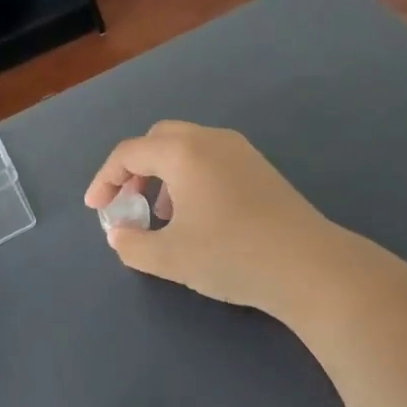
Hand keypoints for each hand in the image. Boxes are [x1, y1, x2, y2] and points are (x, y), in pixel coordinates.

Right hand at [84, 120, 339, 318]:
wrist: (310, 267)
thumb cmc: (232, 256)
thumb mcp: (170, 258)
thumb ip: (132, 245)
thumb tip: (119, 234)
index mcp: (183, 151)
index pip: (129, 152)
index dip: (106, 180)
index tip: (97, 210)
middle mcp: (210, 139)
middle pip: (158, 139)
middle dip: (135, 169)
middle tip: (128, 203)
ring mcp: (239, 150)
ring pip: (185, 147)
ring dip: (163, 173)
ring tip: (161, 216)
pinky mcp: (259, 167)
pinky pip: (209, 158)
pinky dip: (189, 176)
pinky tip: (197, 215)